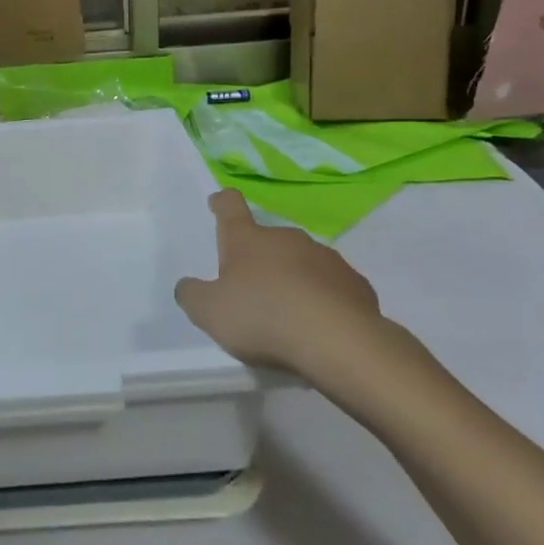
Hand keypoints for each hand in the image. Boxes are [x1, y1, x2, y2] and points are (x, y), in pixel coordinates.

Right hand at [175, 190, 394, 397]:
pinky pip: (333, 286)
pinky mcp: (356, 283)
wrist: (339, 342)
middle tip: (253, 289)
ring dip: (294, 278)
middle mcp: (287, 238)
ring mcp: (326, 257)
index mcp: (247, 239)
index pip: (231, 206)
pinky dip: (324, 299)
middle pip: (268, 239)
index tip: (218, 203)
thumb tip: (187, 286)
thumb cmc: (263, 317)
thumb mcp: (209, 312)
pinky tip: (321, 326)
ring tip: (290, 314)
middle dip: (260, 257)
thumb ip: (192, 295)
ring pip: (303, 261)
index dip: (222, 202)